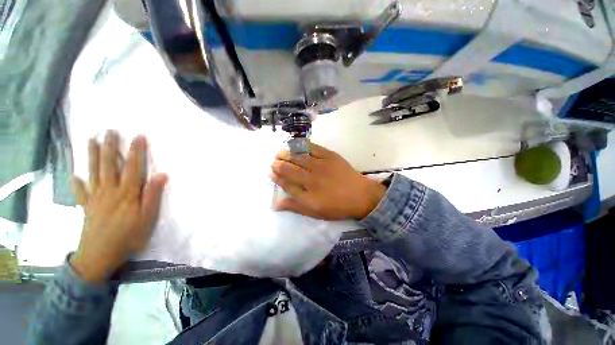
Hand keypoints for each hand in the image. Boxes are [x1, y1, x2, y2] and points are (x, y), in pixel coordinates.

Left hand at [70, 132, 167, 282]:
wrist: (100, 255)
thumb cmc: (129, 236)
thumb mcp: (148, 217)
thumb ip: (153, 195)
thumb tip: (161, 175)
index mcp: (127, 193)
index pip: (133, 167)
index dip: (136, 151)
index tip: (138, 136)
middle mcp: (109, 191)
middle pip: (109, 165)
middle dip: (110, 147)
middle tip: (109, 131)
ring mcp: (95, 198)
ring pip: (93, 173)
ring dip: (93, 156)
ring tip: (91, 141)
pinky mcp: (87, 207)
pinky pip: (81, 192)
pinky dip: (77, 183)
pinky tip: (75, 176)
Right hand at [270, 141, 385, 219]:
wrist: (360, 195)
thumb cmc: (337, 206)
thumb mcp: (315, 212)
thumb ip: (295, 207)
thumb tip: (275, 204)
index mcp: (308, 195)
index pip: (287, 184)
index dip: (277, 178)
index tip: (271, 173)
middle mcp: (312, 179)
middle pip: (290, 170)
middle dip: (279, 165)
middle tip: (273, 161)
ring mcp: (321, 165)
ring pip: (298, 158)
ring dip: (286, 154)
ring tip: (279, 153)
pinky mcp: (330, 156)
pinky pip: (312, 147)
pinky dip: (301, 145)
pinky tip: (294, 144)